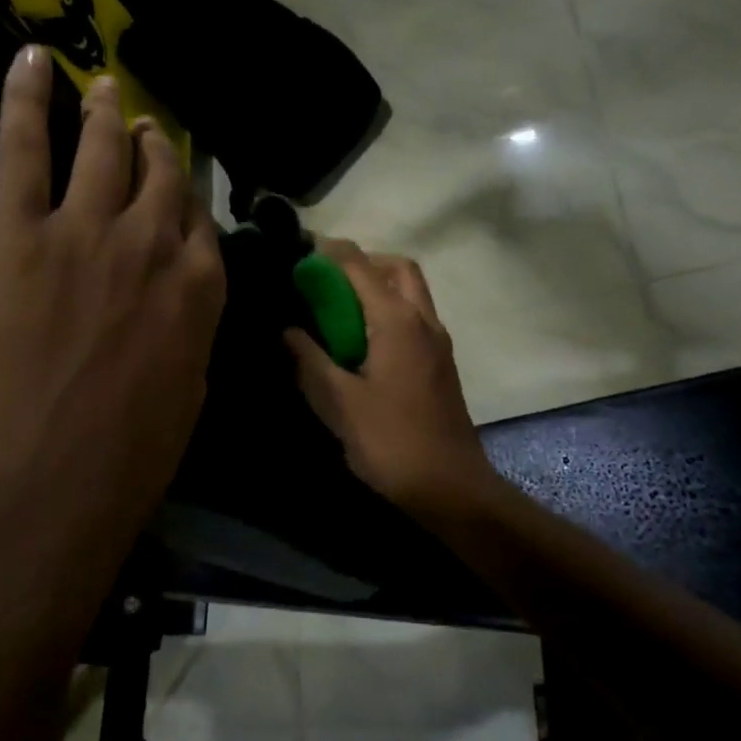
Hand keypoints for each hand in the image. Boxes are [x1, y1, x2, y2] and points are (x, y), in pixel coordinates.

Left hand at [0, 45, 225, 581]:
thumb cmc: (131, 453)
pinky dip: (24, 100)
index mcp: (199, 287)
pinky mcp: (17, 232)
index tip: (175, 181)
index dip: (185, 196)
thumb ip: (190, 330)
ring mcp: (84, 230)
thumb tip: (184, 300)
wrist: (50, 476)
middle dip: (152, 146)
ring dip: (104, 114)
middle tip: (142, 125)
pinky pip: (22, 150)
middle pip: (157, 176)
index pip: (197, 220)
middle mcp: (151, 244)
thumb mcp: (189, 390)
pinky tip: (30, 61)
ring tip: (104, 89)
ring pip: (100, 150)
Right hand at [284, 239, 501, 521]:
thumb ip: (310, 361)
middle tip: (328, 283)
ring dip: (378, 287)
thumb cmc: (391, 443)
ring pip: (411, 292)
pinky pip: (415, 317)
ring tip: (340, 312)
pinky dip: (389, 311)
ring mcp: (438, 342)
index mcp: (397, 322)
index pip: (360, 267)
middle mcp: (424, 321)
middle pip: (398, 268)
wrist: (451, 486)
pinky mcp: (441, 362)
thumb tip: (289, 332)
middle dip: (362, 264)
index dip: (329, 254)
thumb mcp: (339, 404)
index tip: (300, 253)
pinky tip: (363, 343)